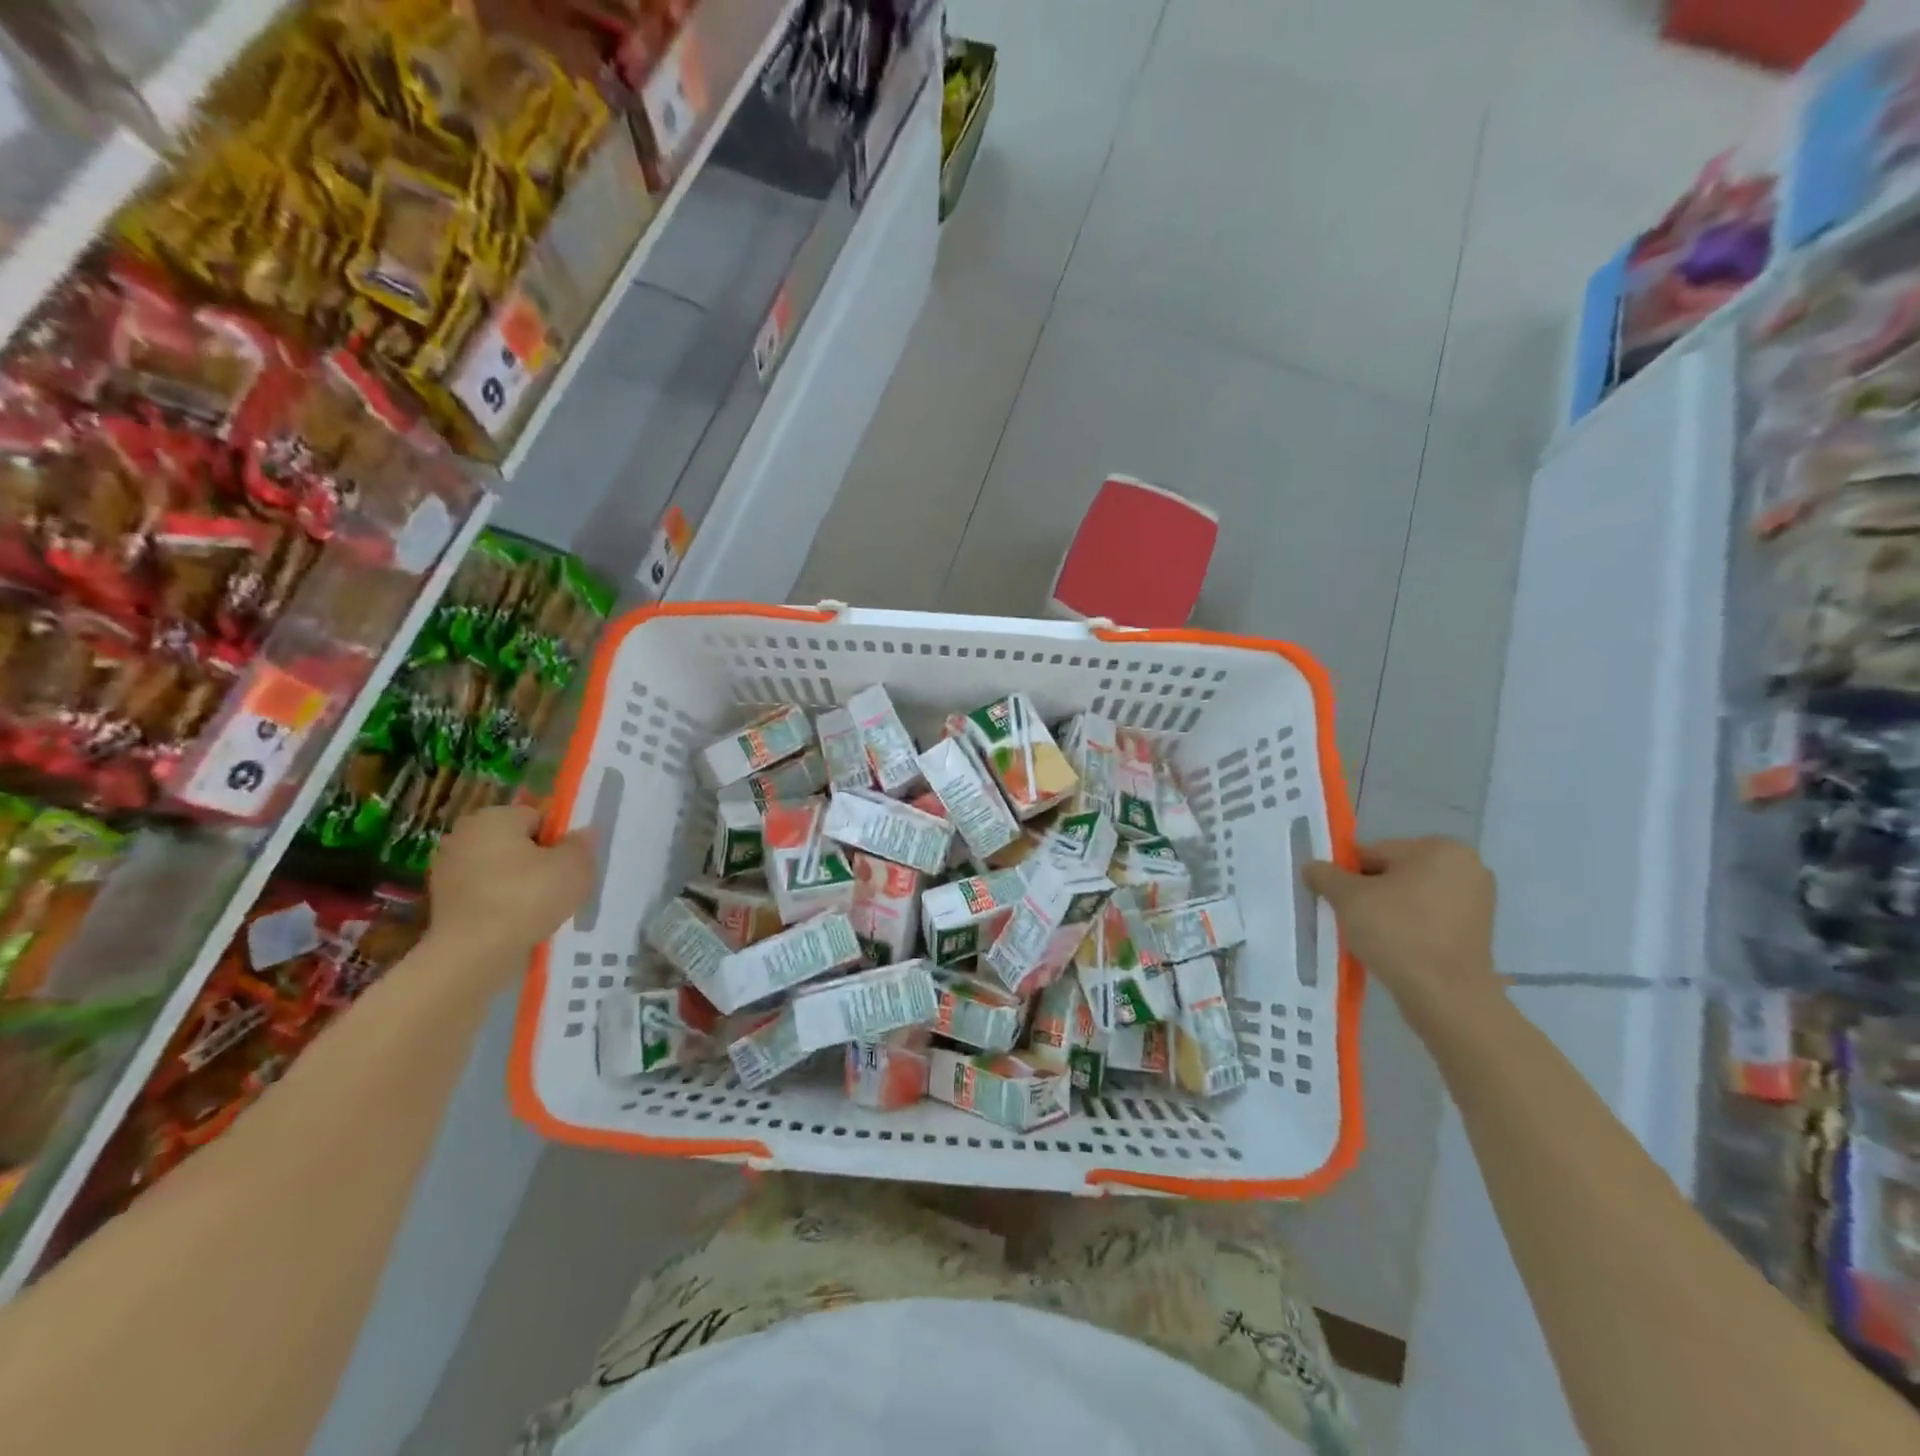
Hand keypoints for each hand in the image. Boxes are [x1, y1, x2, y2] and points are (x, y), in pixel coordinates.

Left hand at [429, 805, 594, 955]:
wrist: (473, 954)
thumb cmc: (527, 898)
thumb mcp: (575, 867)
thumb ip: (582, 845)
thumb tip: (582, 834)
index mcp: (494, 817)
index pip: (538, 818)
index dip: (559, 840)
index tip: (569, 866)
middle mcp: (464, 835)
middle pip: (517, 843)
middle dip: (538, 861)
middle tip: (558, 888)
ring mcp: (447, 869)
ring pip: (500, 870)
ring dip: (519, 885)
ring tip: (539, 910)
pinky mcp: (441, 902)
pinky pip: (485, 894)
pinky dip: (500, 905)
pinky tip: (516, 924)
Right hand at [1304, 838, 1499, 1023]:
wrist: (1447, 996)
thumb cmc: (1397, 933)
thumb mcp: (1347, 898)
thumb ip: (1325, 874)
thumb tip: (1313, 867)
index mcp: (1440, 849)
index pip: (1373, 853)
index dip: (1347, 876)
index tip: (1337, 901)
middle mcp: (1467, 866)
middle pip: (1393, 873)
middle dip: (1369, 893)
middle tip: (1352, 920)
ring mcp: (1477, 900)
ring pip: (1410, 897)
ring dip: (1387, 911)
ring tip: (1372, 937)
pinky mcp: (1478, 930)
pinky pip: (1429, 918)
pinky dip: (1408, 927)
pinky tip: (1394, 947)